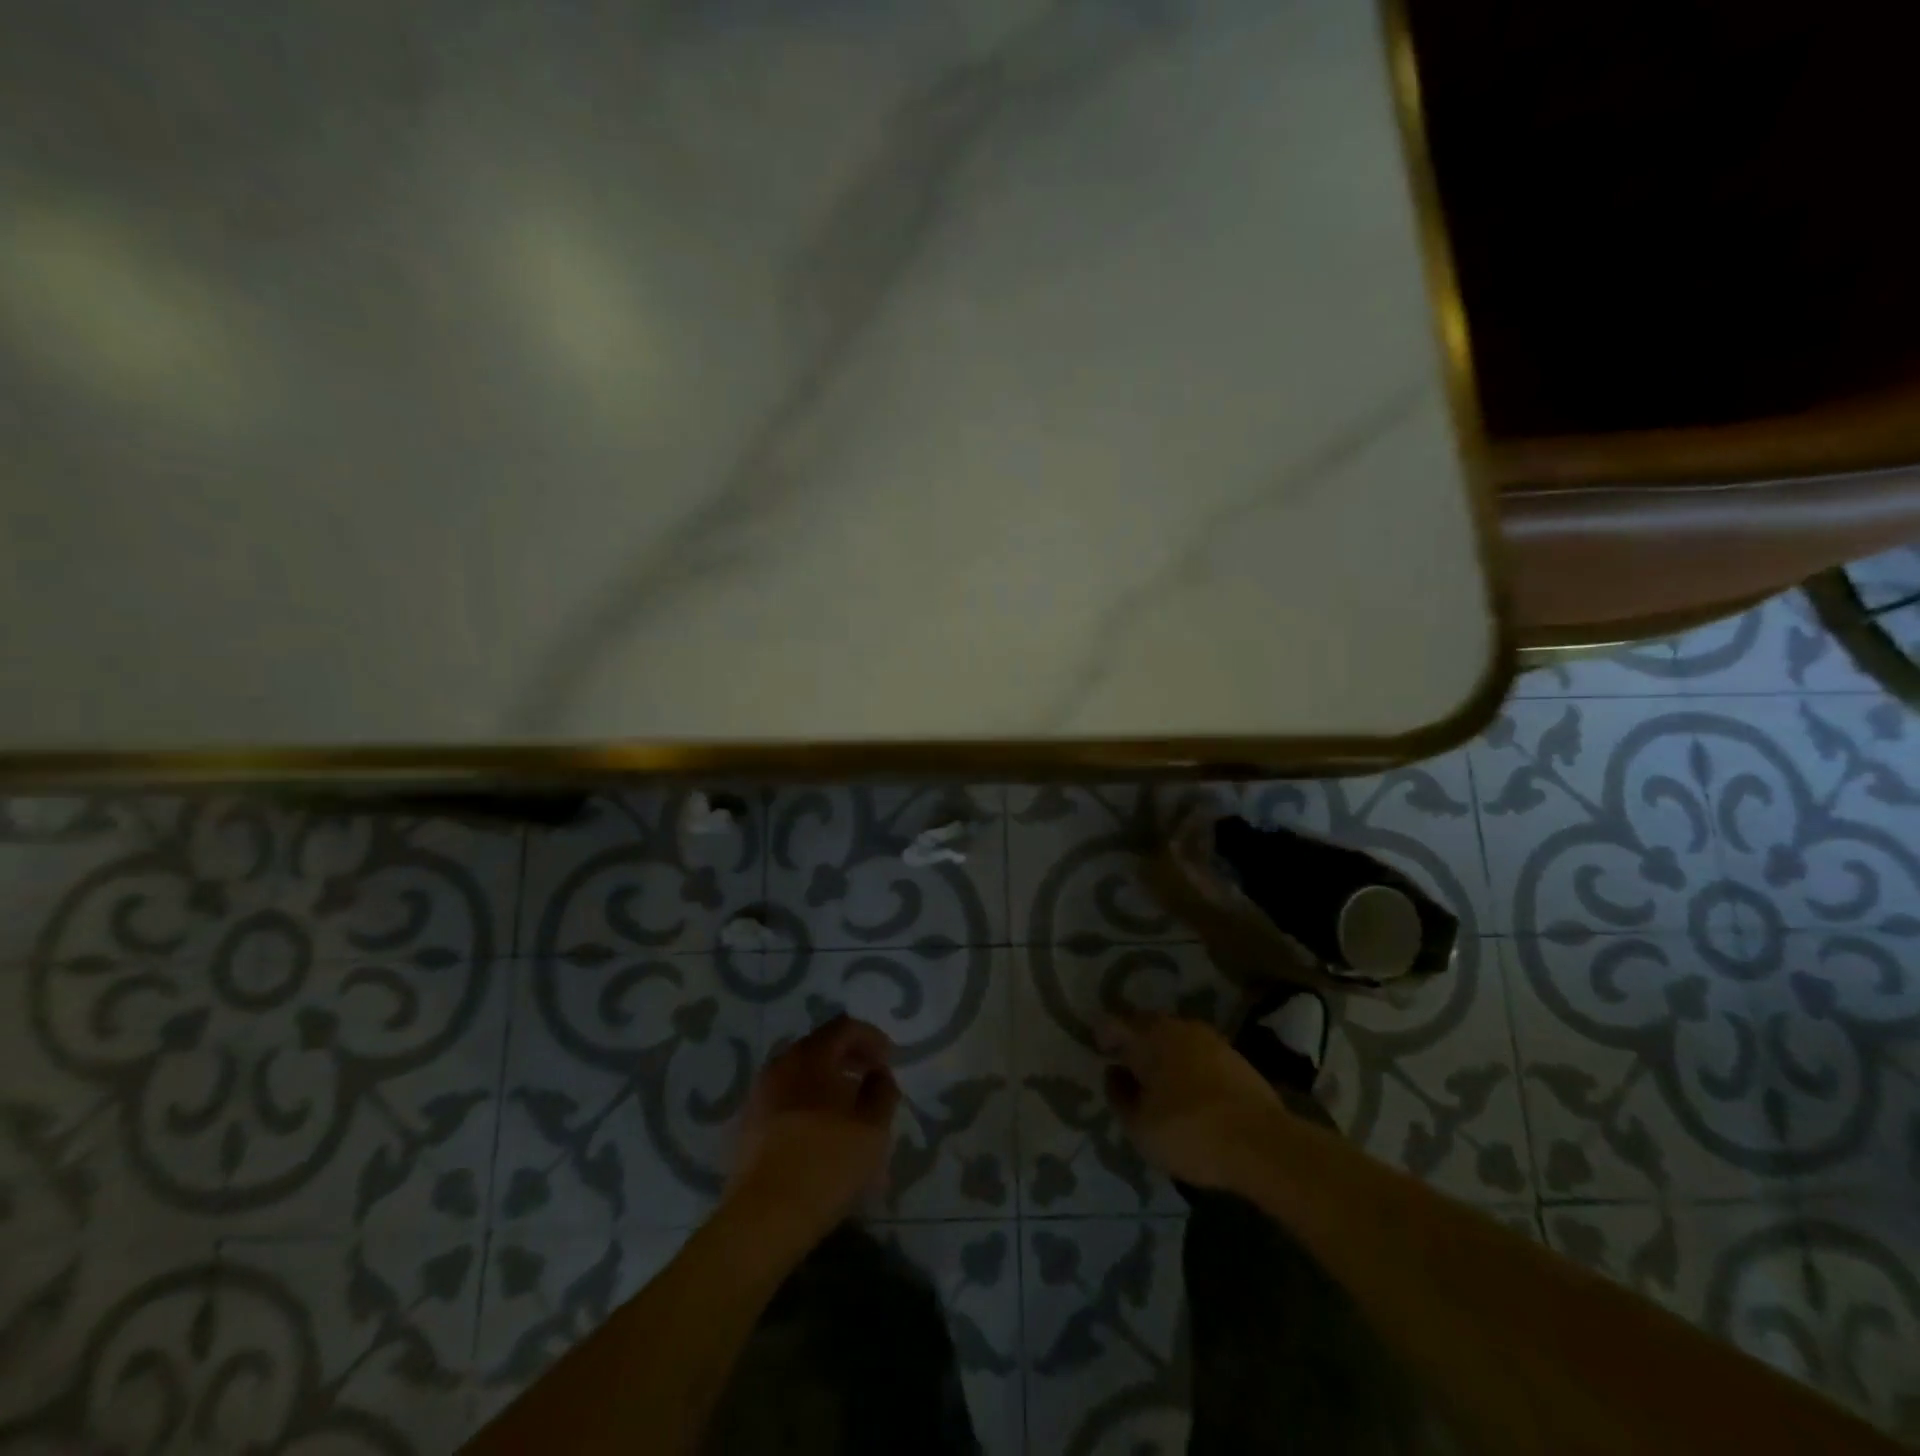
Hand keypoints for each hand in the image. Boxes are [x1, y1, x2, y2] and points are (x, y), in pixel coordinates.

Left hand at [726, 1015, 900, 1239]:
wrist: (764, 1218)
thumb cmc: (826, 1163)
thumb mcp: (872, 1127)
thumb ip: (882, 1092)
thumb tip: (878, 1074)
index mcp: (810, 1056)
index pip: (844, 1027)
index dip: (870, 1037)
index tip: (888, 1060)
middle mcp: (780, 1065)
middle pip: (820, 1047)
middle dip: (849, 1059)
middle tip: (872, 1080)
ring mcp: (759, 1094)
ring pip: (801, 1075)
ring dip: (828, 1084)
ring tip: (850, 1111)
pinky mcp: (748, 1125)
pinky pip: (785, 1100)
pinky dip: (808, 1104)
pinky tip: (822, 1133)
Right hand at [1099, 1011, 1282, 1193]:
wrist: (1262, 1144)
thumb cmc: (1188, 1131)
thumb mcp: (1139, 1126)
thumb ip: (1120, 1096)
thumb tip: (1114, 1073)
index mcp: (1148, 1035)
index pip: (1114, 1023)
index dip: (1102, 1036)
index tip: (1098, 1051)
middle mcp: (1178, 1026)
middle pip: (1147, 1026)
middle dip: (1134, 1041)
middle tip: (1125, 1064)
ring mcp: (1210, 1039)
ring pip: (1175, 1038)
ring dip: (1163, 1053)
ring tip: (1157, 1080)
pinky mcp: (1236, 1058)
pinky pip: (1199, 1054)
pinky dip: (1188, 1065)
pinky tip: (1188, 1089)